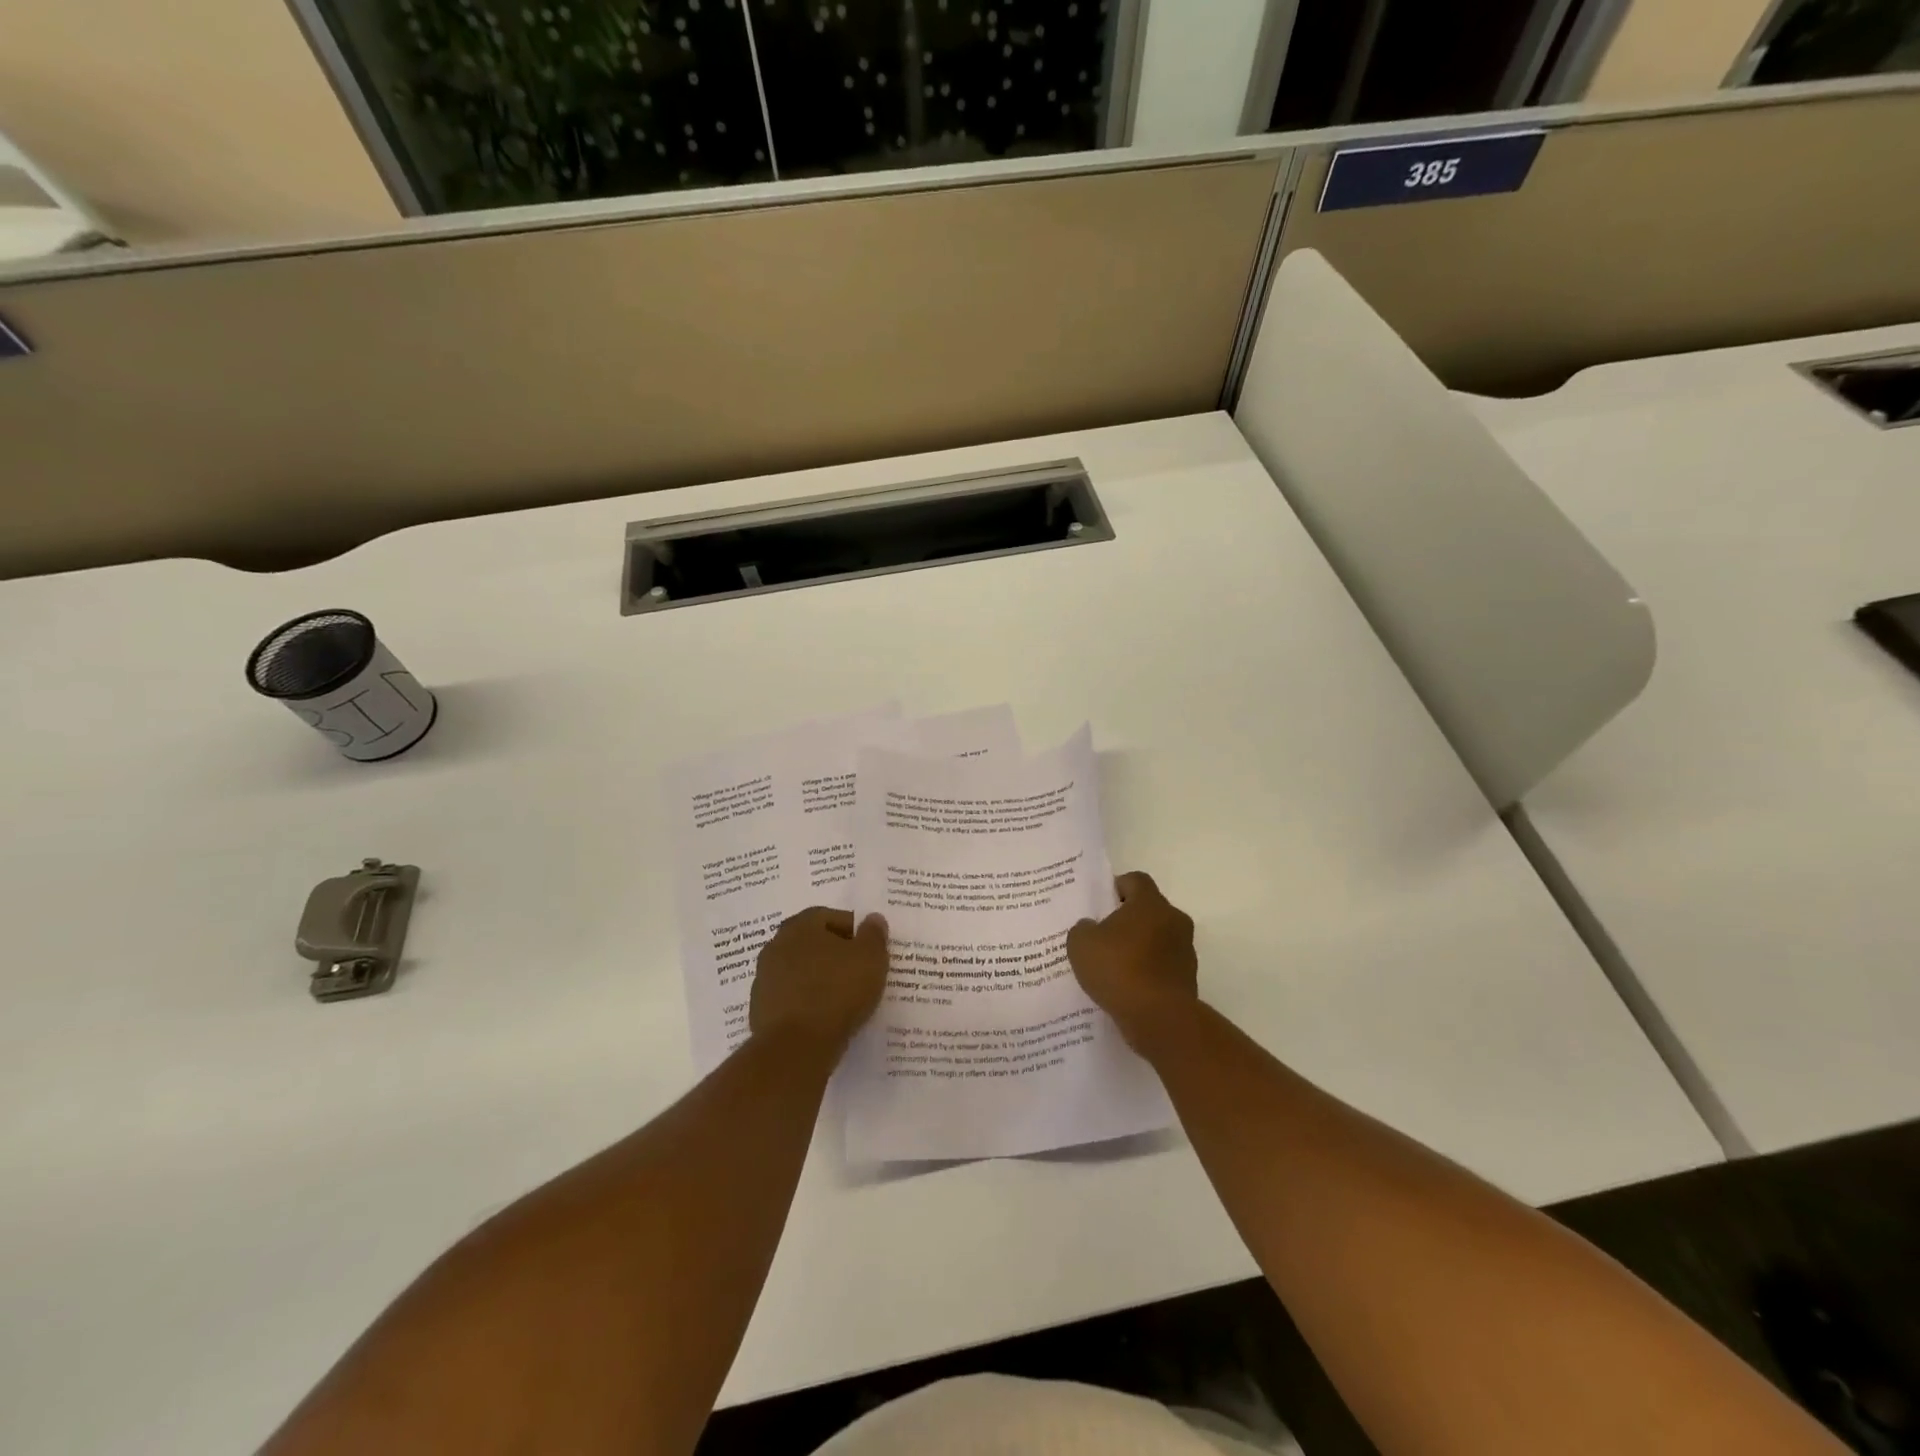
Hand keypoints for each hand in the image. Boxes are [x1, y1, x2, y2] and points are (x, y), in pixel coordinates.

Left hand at [749, 907, 888, 1054]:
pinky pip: (790, 996)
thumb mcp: (871, 958)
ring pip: (800, 970)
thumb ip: (873, 935)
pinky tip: (823, 1016)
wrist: (796, 1046)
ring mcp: (765, 977)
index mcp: (801, 925)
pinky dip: (806, 1001)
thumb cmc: (837, 991)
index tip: (869, 949)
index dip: (853, 931)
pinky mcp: (760, 1008)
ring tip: (842, 997)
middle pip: (812, 942)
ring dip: (818, 977)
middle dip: (834, 953)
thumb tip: (873, 919)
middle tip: (857, 971)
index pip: (830, 916)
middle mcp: (777, 944)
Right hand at [1066, 872, 1199, 1053]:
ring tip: (1113, 966)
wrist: (1159, 1018)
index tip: (1101, 904)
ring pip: (1158, 939)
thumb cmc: (1119, 969)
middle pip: (1149, 910)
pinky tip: (1127, 987)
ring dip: (1140, 947)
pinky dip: (1148, 972)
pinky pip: (1163, 966)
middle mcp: (1174, 920)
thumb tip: (1091, 928)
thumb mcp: (1081, 944)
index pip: (1136, 880)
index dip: (1117, 887)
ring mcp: (1185, 950)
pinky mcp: (1188, 978)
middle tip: (1103, 935)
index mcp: (1150, 903)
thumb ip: (1083, 928)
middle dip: (1128, 920)